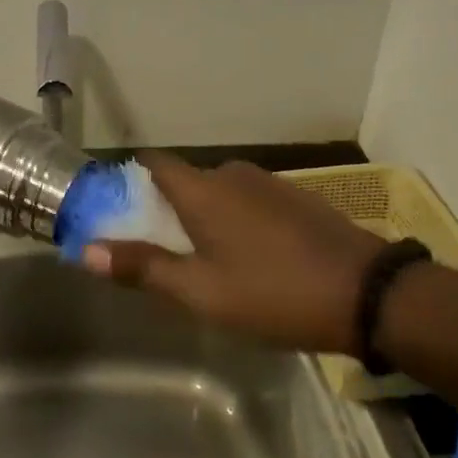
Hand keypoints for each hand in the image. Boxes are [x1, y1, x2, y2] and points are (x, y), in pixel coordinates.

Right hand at [83, 154, 385, 355]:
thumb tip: (87, 250)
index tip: (115, 210)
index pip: (151, 163)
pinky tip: (249, 259)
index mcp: (202, 189)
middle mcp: (232, 174)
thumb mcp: (201, 292)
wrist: (370, 294)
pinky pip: (249, 203)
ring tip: (204, 262)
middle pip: (184, 182)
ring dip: (203, 218)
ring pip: (218, 194)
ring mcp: (269, 184)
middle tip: (159, 253)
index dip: (128, 181)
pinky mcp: (297, 199)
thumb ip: (144, 268)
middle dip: (166, 210)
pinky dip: (236, 221)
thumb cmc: (274, 292)